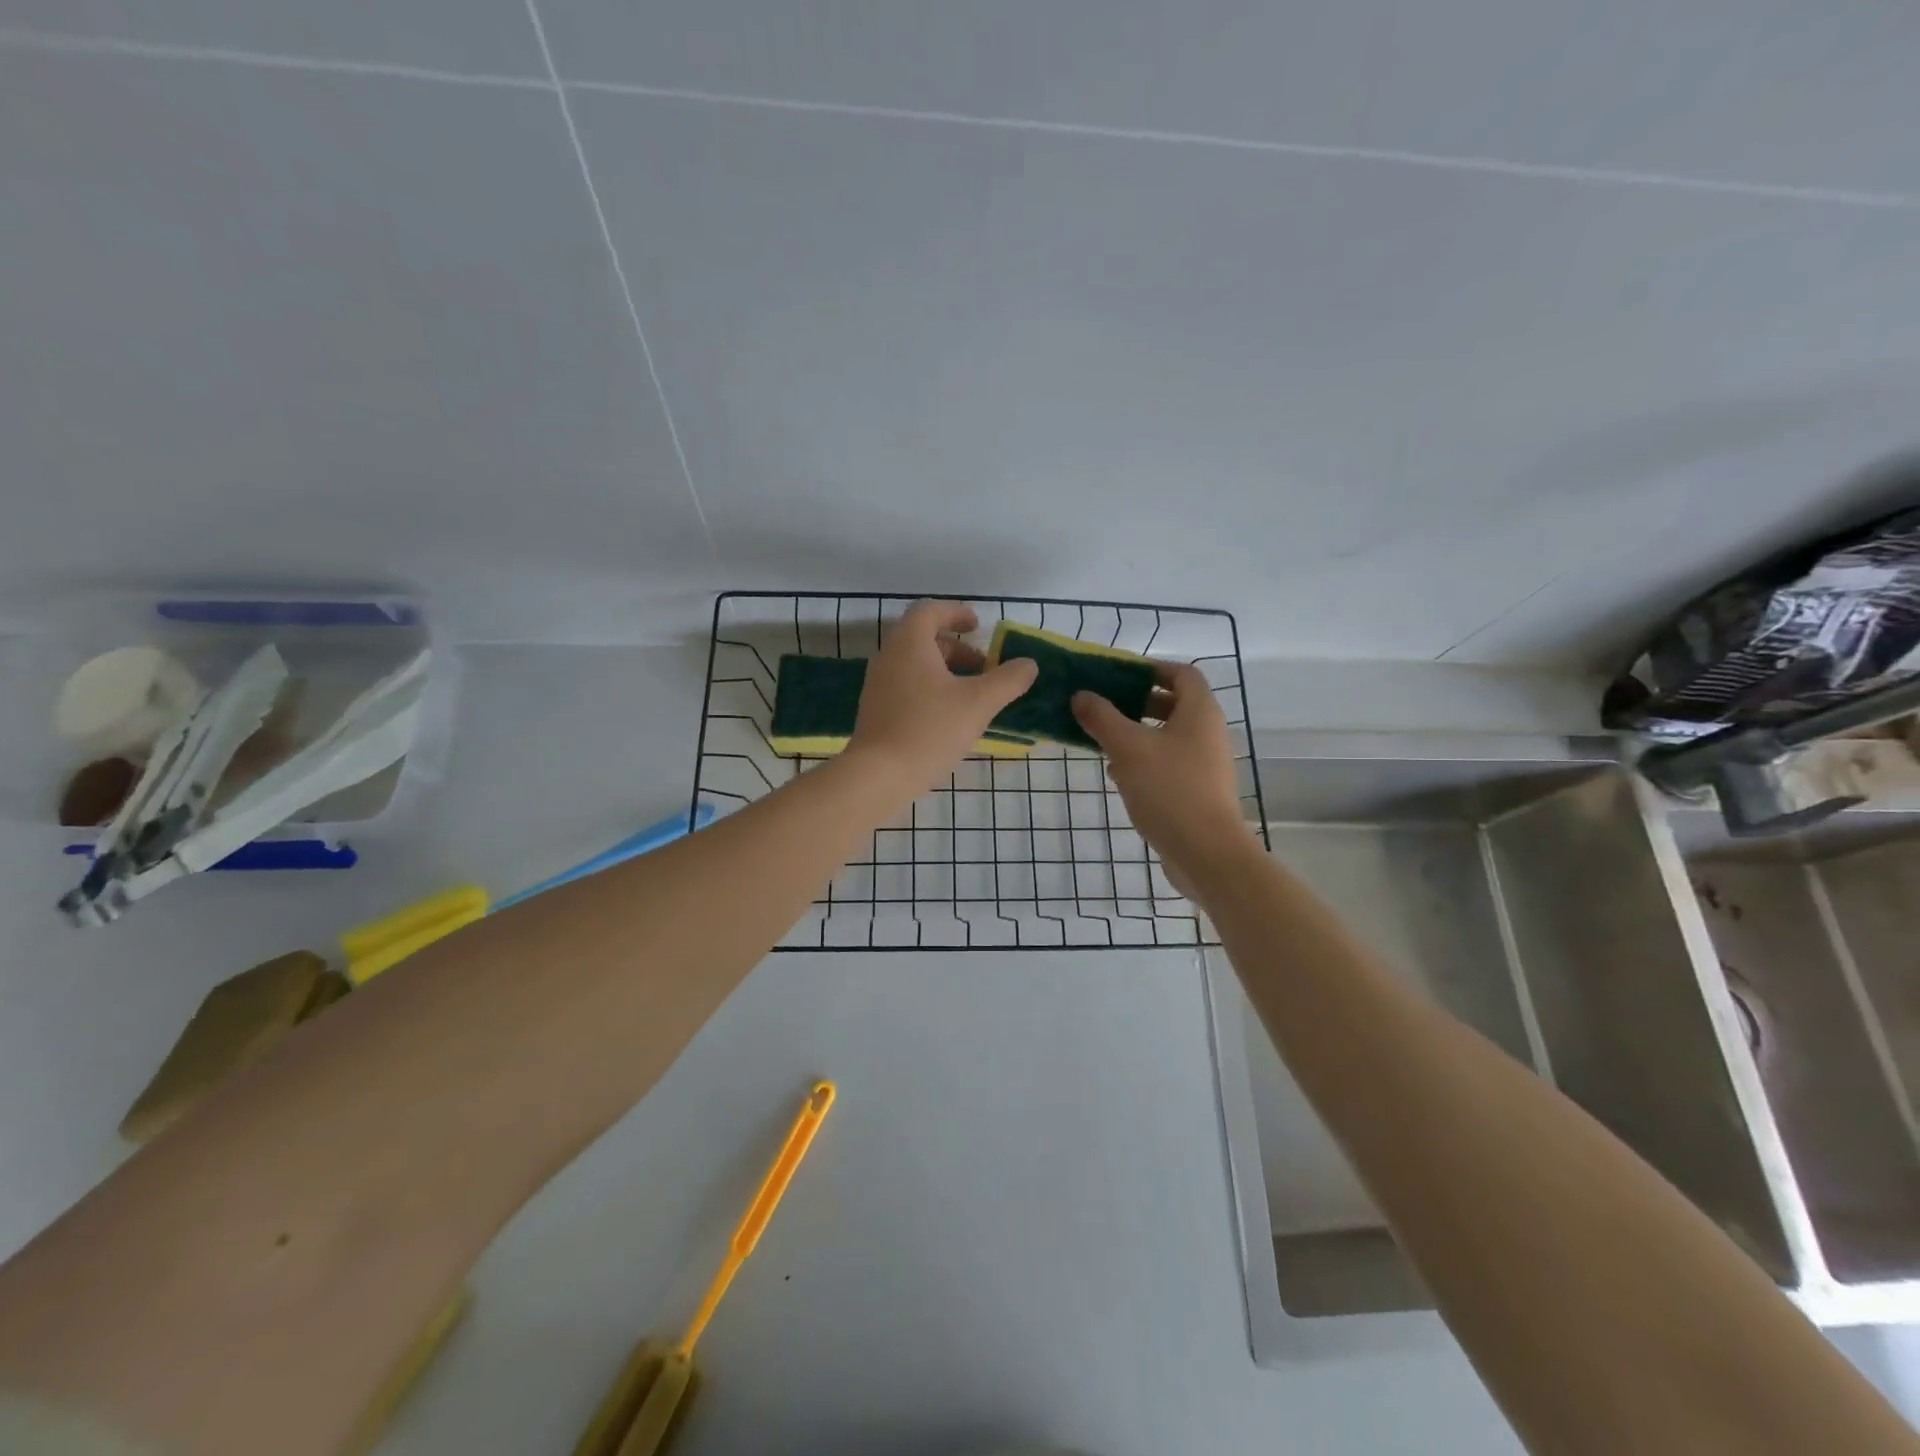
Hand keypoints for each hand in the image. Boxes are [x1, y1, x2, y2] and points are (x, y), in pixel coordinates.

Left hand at [848, 601, 1038, 795]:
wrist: (879, 775)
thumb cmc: (930, 729)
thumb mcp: (979, 703)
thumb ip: (1008, 680)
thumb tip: (1028, 664)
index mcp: (909, 644)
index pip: (930, 611)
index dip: (956, 613)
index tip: (978, 625)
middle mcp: (888, 657)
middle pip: (923, 638)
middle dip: (957, 648)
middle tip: (983, 667)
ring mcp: (878, 685)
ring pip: (915, 665)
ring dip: (945, 671)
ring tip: (972, 695)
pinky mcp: (876, 710)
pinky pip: (906, 686)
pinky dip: (930, 689)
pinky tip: (950, 717)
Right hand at [1071, 663, 1253, 873]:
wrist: (1205, 852)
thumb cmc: (1169, 789)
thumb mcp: (1128, 748)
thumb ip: (1102, 717)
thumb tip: (1081, 695)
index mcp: (1200, 712)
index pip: (1181, 673)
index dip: (1151, 668)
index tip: (1118, 675)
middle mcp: (1208, 732)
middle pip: (1174, 704)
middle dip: (1137, 702)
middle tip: (1104, 706)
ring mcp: (1205, 764)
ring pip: (1168, 736)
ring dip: (1137, 733)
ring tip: (1103, 739)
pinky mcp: (1197, 791)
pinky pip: (1168, 763)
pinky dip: (1144, 761)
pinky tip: (1117, 774)